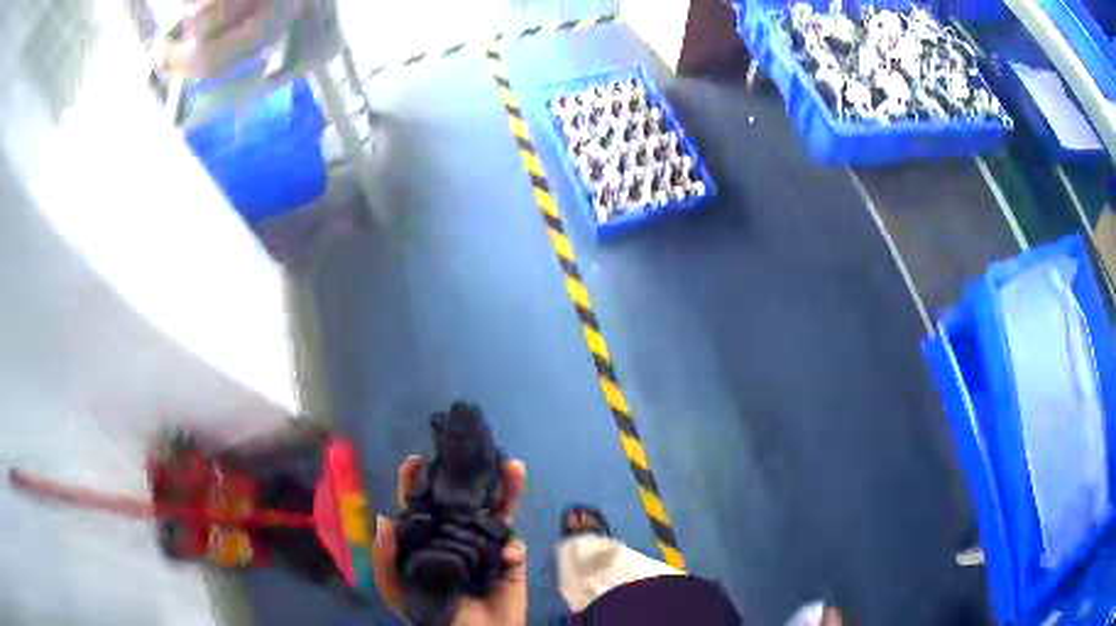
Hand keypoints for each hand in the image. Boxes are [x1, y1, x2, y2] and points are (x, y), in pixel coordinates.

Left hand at [373, 455, 527, 625]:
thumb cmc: (430, 616)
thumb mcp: (396, 590)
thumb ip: (386, 558)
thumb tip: (385, 518)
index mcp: (427, 540)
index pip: (420, 505)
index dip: (416, 482)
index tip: (417, 460)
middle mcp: (455, 537)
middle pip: (462, 501)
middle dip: (470, 475)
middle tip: (474, 450)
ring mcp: (484, 549)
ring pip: (496, 514)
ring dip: (507, 491)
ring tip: (513, 467)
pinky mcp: (510, 565)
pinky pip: (513, 548)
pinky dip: (512, 548)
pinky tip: (507, 554)